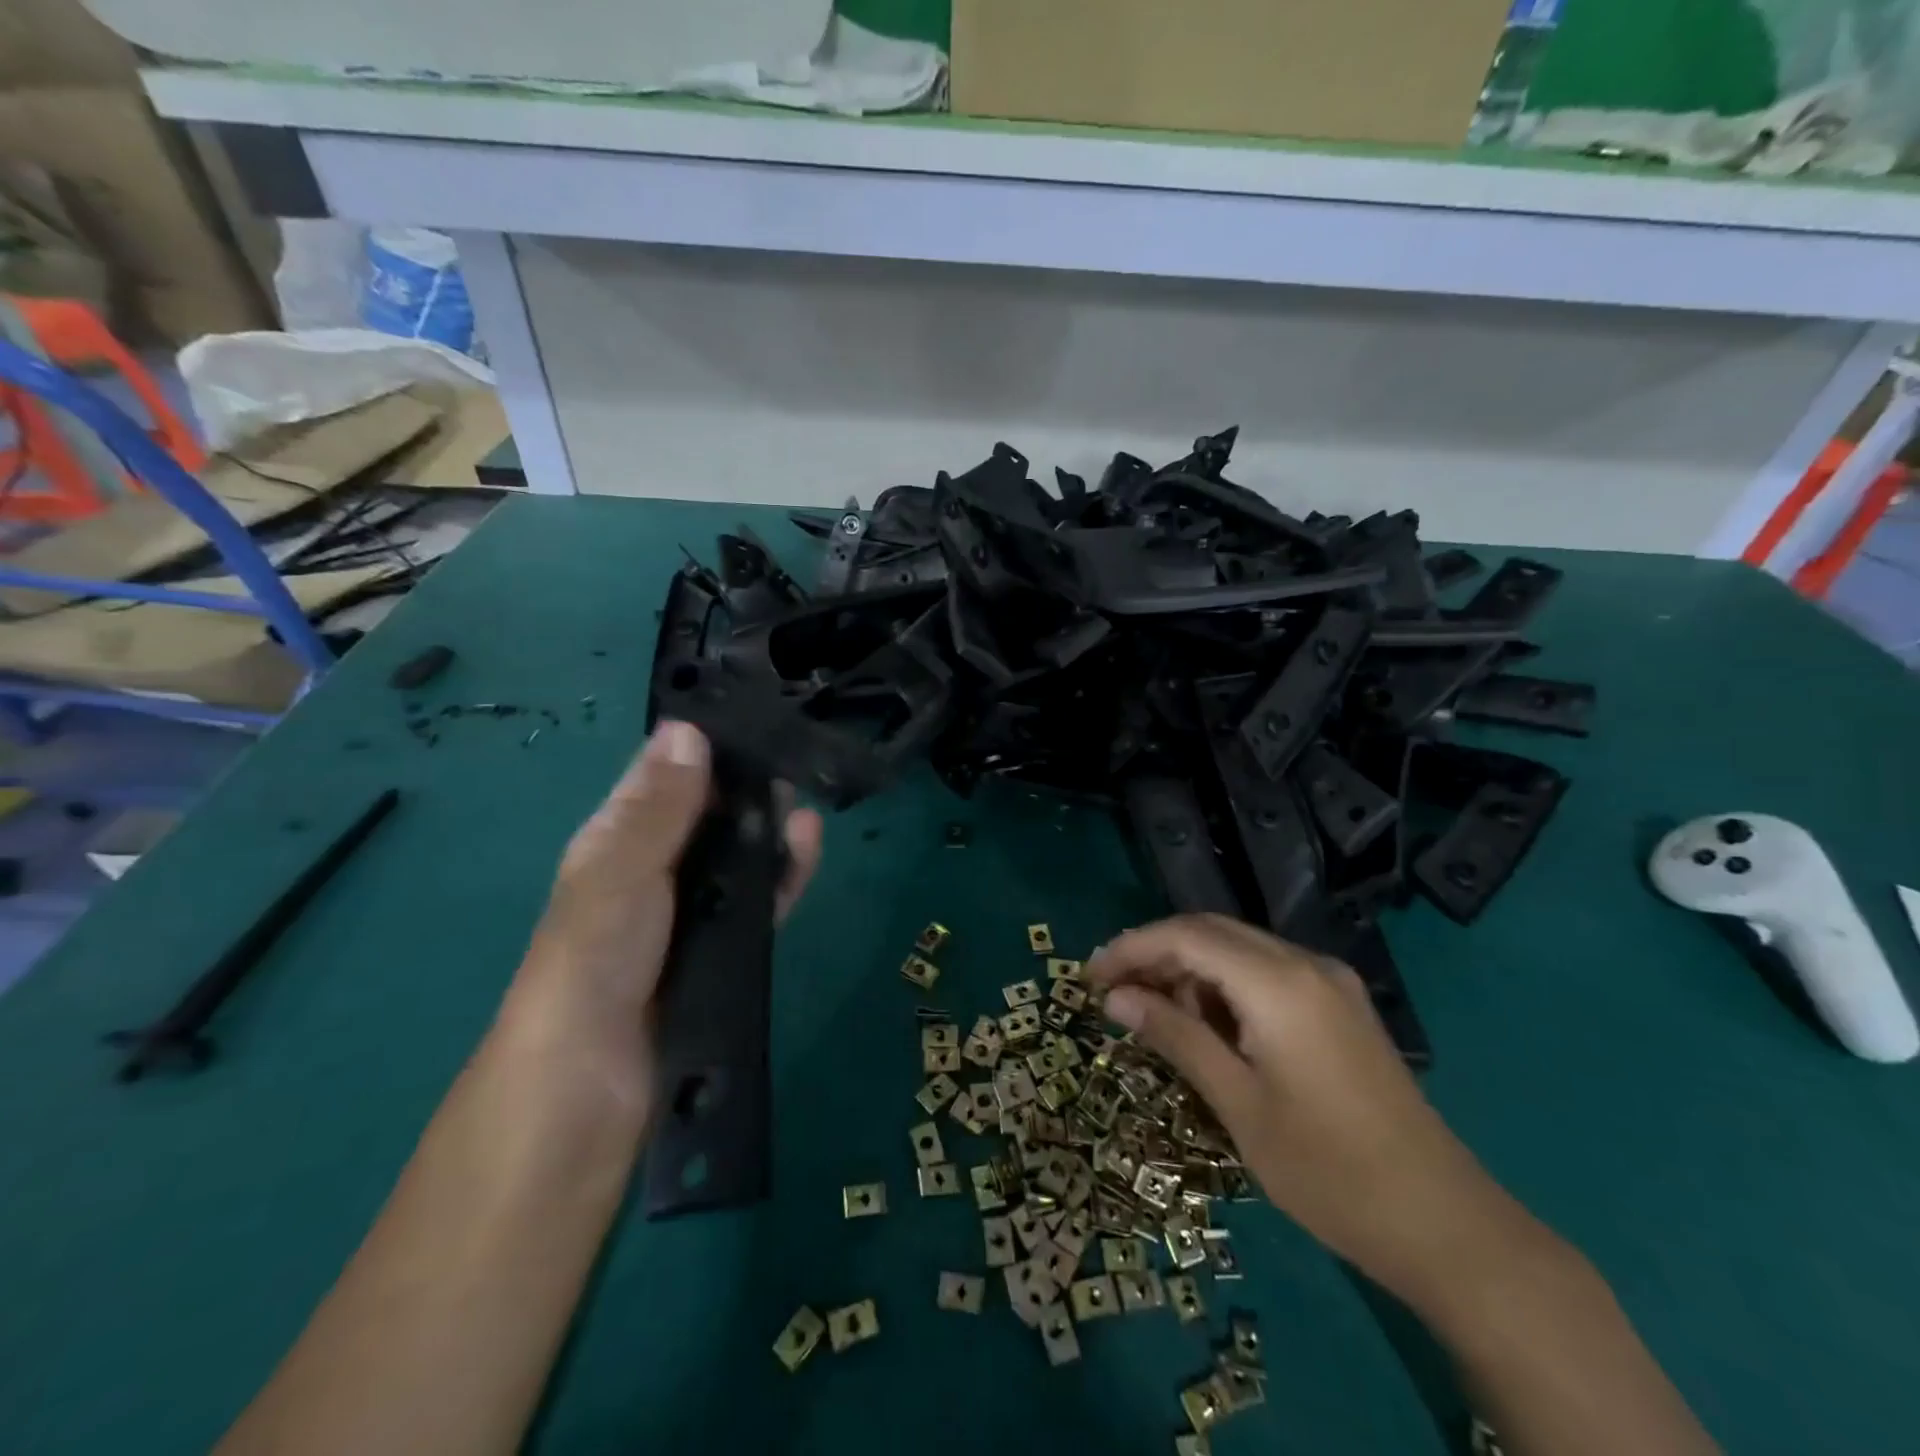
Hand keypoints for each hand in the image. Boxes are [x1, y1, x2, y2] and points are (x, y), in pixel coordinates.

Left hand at [509, 722, 822, 1105]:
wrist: (590, 1092)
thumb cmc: (592, 964)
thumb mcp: (619, 873)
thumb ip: (658, 809)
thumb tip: (688, 728)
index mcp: (615, 844)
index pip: (662, 779)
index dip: (702, 745)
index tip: (754, 714)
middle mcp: (652, 872)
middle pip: (706, 816)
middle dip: (745, 786)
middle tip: (794, 754)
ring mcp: (690, 914)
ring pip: (737, 856)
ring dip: (768, 827)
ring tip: (806, 798)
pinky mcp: (724, 951)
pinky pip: (759, 900)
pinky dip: (782, 873)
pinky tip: (807, 847)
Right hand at [1087, 914, 1520, 1305]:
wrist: (1445, 1224)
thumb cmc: (1328, 1171)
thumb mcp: (1238, 1104)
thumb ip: (1175, 1037)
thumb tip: (1116, 998)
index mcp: (1278, 983)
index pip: (1186, 936)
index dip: (1131, 948)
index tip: (1090, 977)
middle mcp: (1305, 964)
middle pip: (1211, 931)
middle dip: (1156, 953)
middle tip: (1113, 993)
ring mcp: (1329, 981)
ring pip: (1239, 948)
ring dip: (1190, 968)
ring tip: (1154, 1014)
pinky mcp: (1340, 1004)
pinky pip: (1266, 971)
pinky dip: (1225, 984)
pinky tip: (1208, 1023)